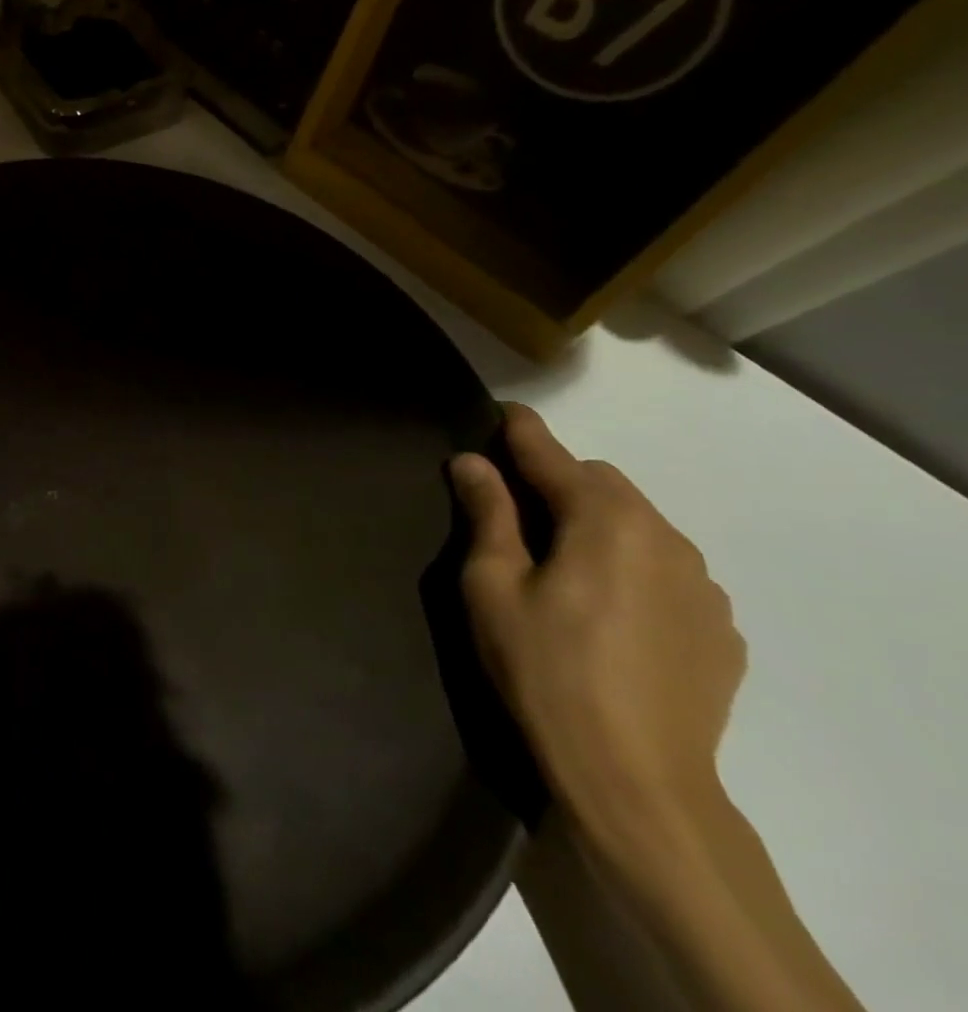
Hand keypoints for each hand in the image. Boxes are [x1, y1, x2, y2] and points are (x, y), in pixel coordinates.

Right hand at [449, 404, 745, 852]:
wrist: (637, 781)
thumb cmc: (545, 669)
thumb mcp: (493, 586)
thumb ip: (487, 515)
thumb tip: (472, 462)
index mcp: (605, 520)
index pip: (553, 454)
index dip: (519, 431)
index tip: (498, 413)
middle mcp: (665, 538)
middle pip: (603, 485)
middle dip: (558, 482)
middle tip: (515, 512)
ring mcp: (703, 588)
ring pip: (640, 526)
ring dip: (598, 525)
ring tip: (562, 566)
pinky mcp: (721, 631)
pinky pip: (668, 572)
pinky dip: (632, 568)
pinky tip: (607, 613)